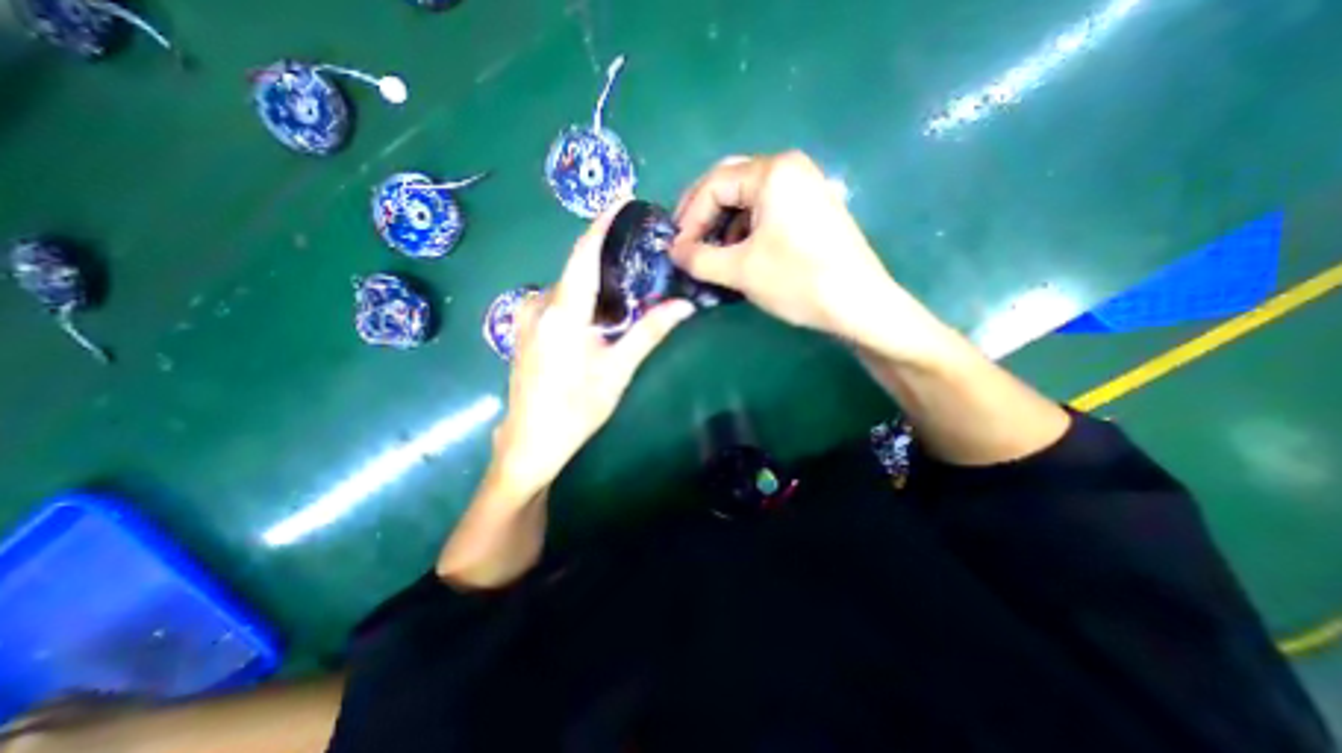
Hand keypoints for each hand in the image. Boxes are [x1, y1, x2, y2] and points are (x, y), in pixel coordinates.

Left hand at [492, 201, 689, 494]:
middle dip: (606, 255)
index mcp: (561, 310)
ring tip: (626, 286)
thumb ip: (648, 333)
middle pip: (576, 268)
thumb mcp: (616, 370)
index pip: (584, 252)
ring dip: (595, 281)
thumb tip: (684, 306)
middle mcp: (538, 304)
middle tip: (639, 253)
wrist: (530, 442)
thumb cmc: (576, 408)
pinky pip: (556, 301)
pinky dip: (580, 296)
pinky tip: (599, 312)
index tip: (623, 200)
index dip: (602, 223)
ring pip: (567, 286)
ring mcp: (525, 317)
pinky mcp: (523, 329)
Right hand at [671, 149, 910, 350]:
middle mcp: (790, 169)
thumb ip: (698, 258)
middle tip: (688, 244)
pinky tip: (740, 256)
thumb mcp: (739, 269)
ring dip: (724, 226)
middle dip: (704, 216)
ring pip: (749, 200)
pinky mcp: (813, 210)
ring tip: (712, 256)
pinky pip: (768, 212)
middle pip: (731, 185)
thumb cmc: (797, 280)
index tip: (677, 249)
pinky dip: (747, 231)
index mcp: (772, 172)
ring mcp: (806, 188)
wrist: (859, 304)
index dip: (689, 218)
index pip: (713, 184)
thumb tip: (674, 252)